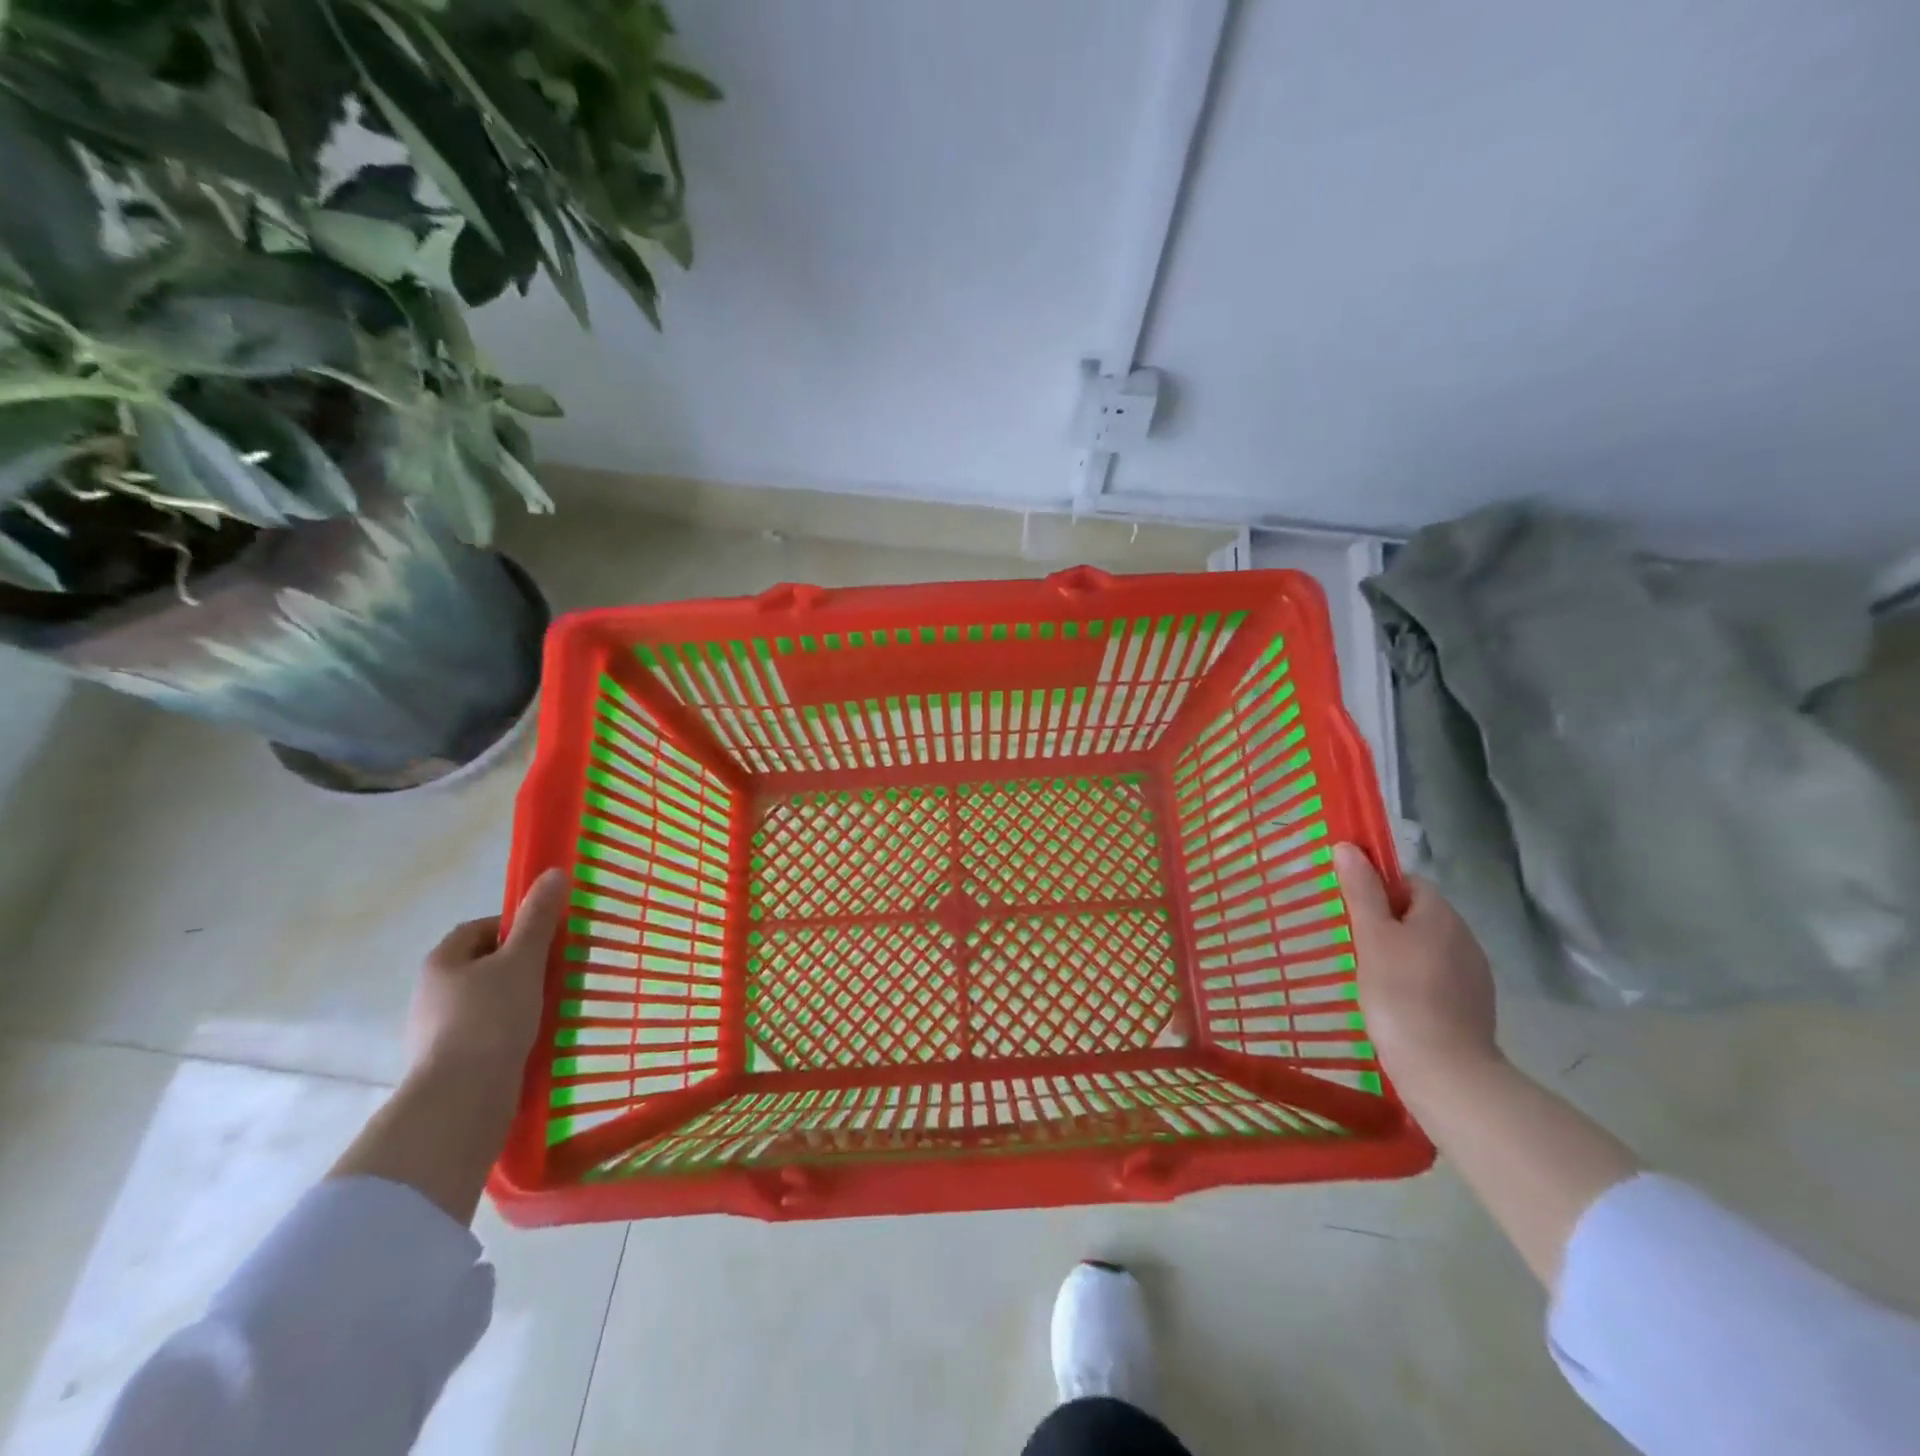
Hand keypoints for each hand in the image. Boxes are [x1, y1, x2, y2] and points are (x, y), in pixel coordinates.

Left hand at [407, 868, 567, 1081]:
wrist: (461, 1099)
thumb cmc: (491, 1018)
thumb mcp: (523, 960)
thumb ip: (540, 917)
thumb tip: (554, 872)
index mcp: (442, 961)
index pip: (481, 928)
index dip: (517, 927)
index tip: (549, 939)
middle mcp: (431, 992)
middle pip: (484, 965)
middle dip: (521, 964)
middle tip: (557, 971)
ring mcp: (436, 1031)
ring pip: (486, 1000)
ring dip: (517, 999)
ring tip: (551, 1006)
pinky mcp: (449, 1062)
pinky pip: (486, 1033)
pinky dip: (510, 1030)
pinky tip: (534, 1039)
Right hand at [1333, 843, 1500, 1088]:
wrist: (1444, 1069)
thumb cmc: (1399, 993)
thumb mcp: (1371, 936)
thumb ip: (1361, 890)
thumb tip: (1349, 847)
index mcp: (1441, 915)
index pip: (1409, 883)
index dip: (1379, 889)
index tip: (1354, 911)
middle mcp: (1465, 937)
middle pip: (1420, 914)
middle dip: (1388, 922)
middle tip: (1356, 944)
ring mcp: (1473, 974)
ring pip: (1429, 947)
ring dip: (1402, 952)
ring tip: (1372, 976)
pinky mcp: (1473, 1005)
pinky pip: (1438, 976)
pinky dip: (1416, 980)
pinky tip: (1396, 1001)